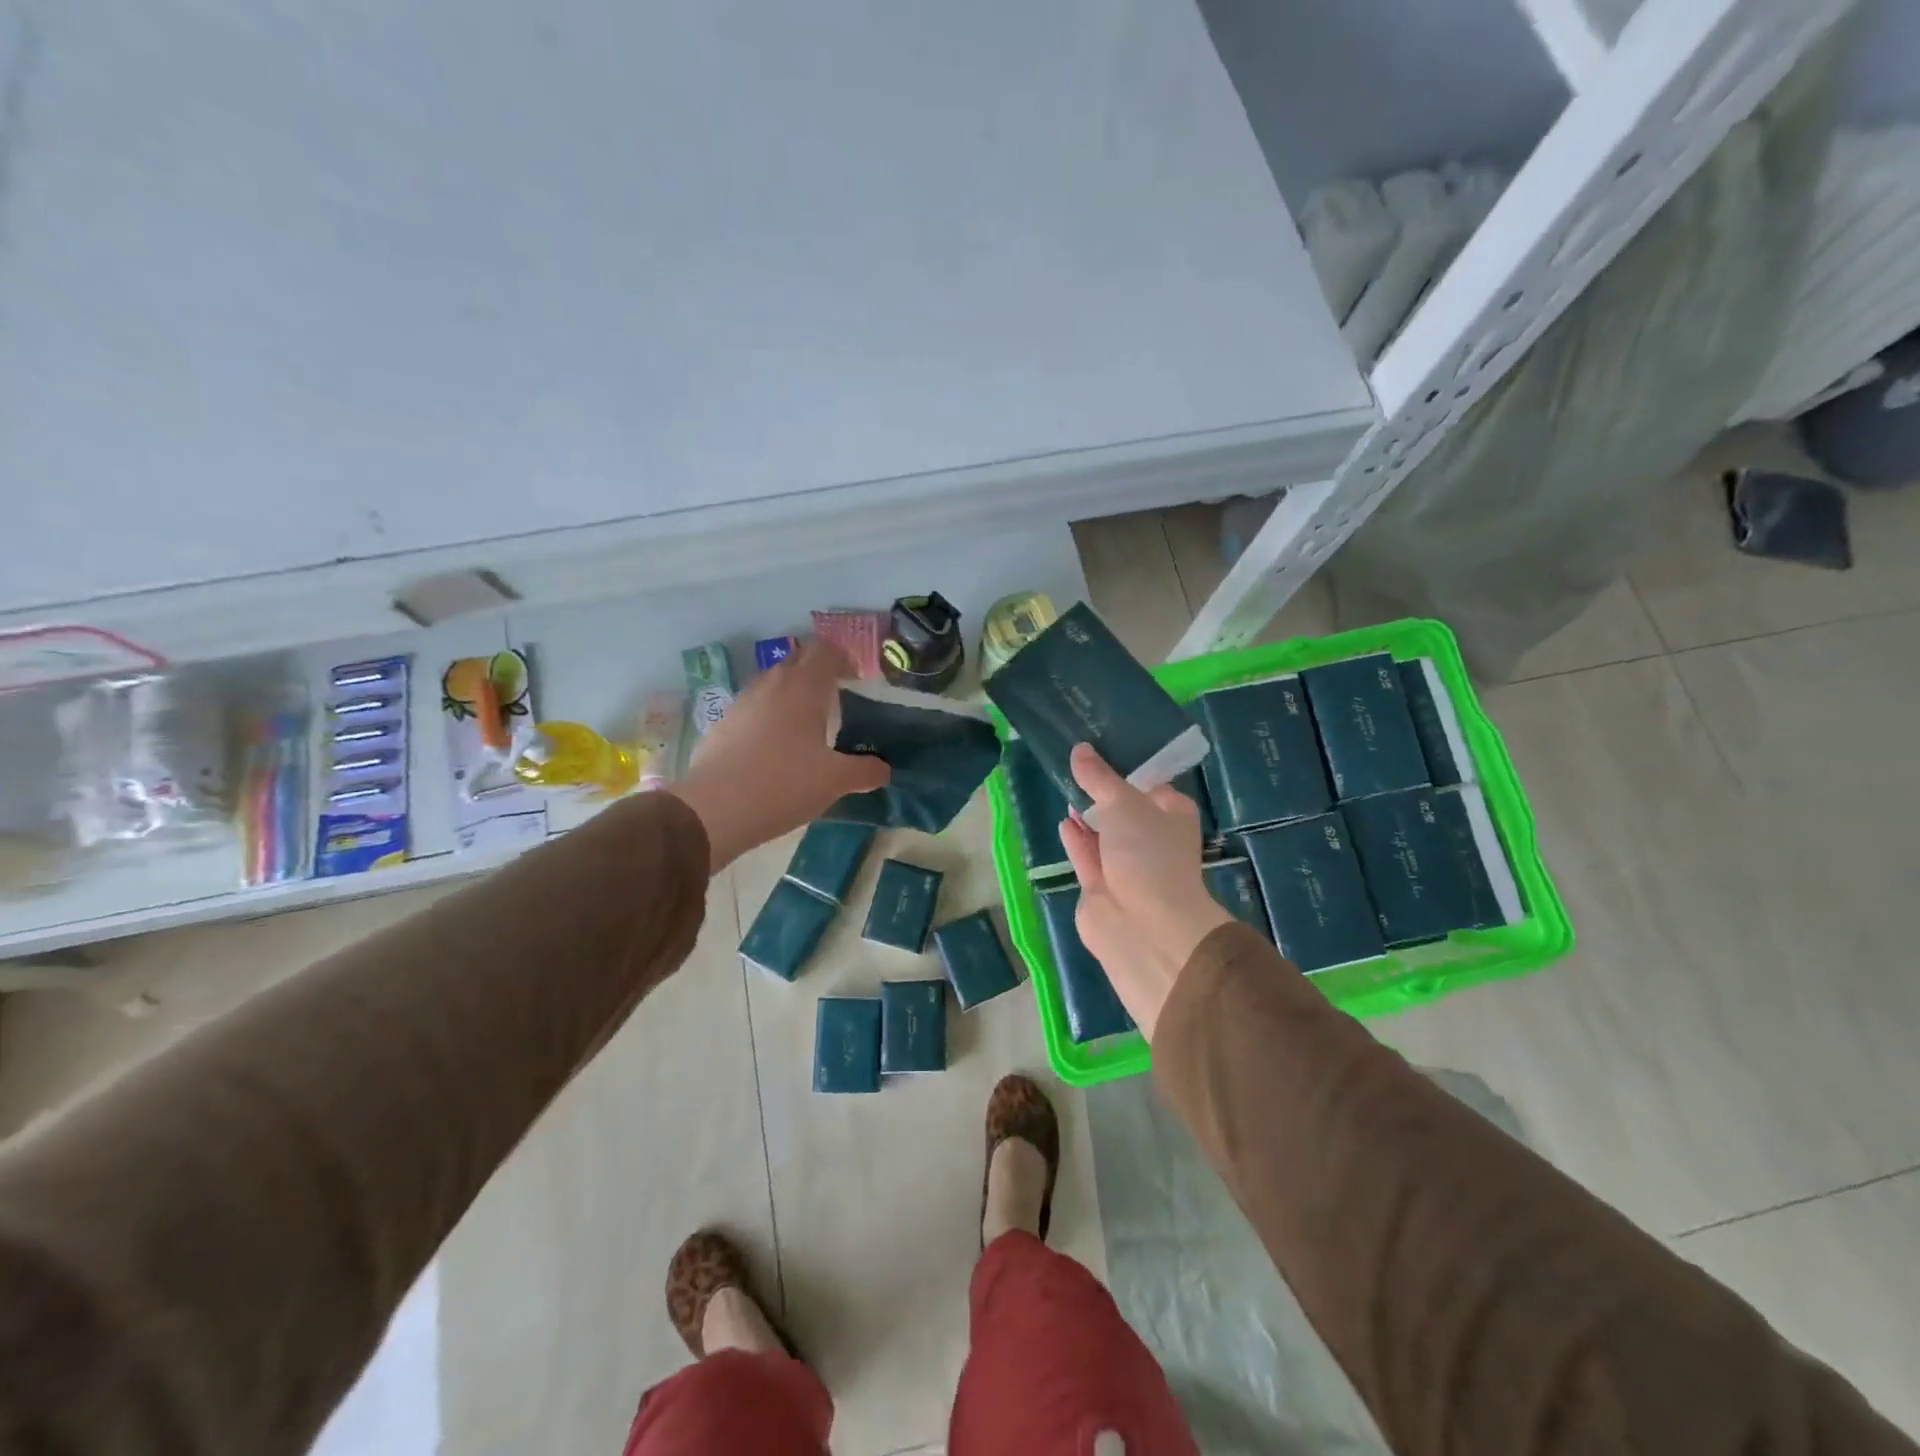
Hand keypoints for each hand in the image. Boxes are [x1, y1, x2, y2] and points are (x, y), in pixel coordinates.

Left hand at [670, 642, 888, 870]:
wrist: (713, 809)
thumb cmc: (784, 784)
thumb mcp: (834, 781)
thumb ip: (864, 771)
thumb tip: (883, 769)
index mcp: (804, 687)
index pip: (825, 651)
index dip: (843, 659)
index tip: (856, 681)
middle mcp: (771, 684)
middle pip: (798, 661)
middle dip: (818, 673)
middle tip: (836, 700)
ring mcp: (742, 702)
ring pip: (773, 683)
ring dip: (791, 694)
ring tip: (806, 725)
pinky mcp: (723, 724)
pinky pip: (753, 707)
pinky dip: (769, 716)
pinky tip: (774, 748)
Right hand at [1058, 743, 1231, 1038]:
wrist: (1142, 925)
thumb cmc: (1147, 853)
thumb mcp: (1123, 802)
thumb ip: (1099, 777)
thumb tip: (1079, 749)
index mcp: (1172, 815)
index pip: (1152, 785)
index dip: (1129, 769)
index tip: (1102, 749)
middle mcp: (1153, 839)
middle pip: (1125, 809)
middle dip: (1104, 792)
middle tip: (1077, 764)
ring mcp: (1127, 866)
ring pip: (1105, 834)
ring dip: (1088, 815)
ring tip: (1066, 787)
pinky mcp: (1102, 887)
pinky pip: (1087, 855)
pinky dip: (1076, 839)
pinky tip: (1064, 821)